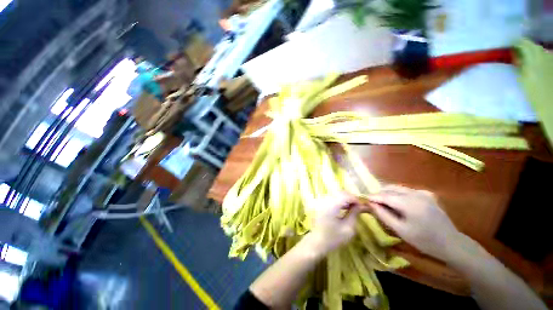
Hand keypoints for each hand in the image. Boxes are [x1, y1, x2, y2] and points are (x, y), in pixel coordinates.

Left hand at [306, 192, 361, 256]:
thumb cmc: (333, 238)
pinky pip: (332, 198)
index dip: (355, 199)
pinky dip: (339, 201)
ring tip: (353, 208)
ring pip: (336, 194)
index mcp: (331, 205)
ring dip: (345, 199)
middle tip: (359, 206)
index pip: (345, 195)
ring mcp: (322, 201)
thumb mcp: (348, 228)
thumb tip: (360, 205)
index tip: (363, 205)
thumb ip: (354, 214)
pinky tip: (344, 208)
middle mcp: (325, 200)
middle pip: (340, 192)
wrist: (316, 242)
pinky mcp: (320, 204)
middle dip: (350, 197)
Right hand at [368, 185, 460, 260]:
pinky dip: (397, 193)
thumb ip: (383, 215)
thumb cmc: (424, 241)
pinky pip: (406, 190)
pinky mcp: (426, 194)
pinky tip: (396, 202)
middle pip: (391, 189)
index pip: (385, 196)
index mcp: (410, 204)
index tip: (363, 199)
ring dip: (387, 193)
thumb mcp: (401, 230)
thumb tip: (370, 204)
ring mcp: (422, 193)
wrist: (451, 243)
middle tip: (372, 202)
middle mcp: (416, 194)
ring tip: (381, 202)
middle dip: (379, 194)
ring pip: (398, 188)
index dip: (373, 196)